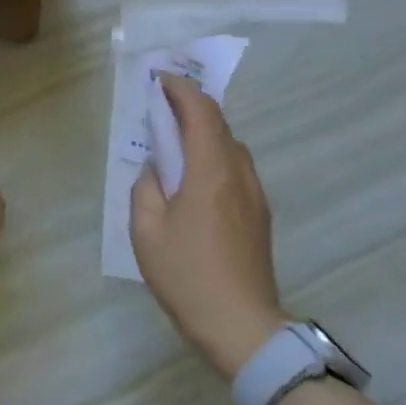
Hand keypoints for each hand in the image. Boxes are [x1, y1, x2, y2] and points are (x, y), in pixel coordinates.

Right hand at [131, 74, 285, 380]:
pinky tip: (194, 179)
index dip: (182, 89)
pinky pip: (236, 171)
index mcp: (211, 172)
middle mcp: (239, 176)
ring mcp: (255, 196)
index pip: (202, 113)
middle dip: (191, 108)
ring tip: (174, 142)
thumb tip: (155, 169)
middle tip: (160, 107)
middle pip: (220, 126)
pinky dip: (213, 157)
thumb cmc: (186, 275)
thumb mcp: (146, 230)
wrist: (241, 325)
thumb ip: (146, 188)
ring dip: (204, 134)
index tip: (160, 78)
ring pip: (231, 148)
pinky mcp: (259, 216)